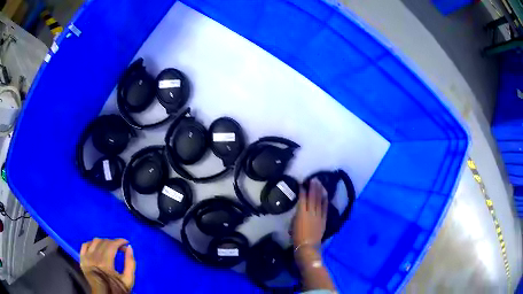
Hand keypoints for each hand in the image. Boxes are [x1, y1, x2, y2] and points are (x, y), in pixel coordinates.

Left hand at [80, 238, 135, 292]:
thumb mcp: (128, 280)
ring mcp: (86, 258)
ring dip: (104, 241)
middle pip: (104, 242)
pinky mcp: (82, 259)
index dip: (119, 241)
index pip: (112, 245)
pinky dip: (91, 243)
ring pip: (95, 241)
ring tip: (110, 247)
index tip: (126, 242)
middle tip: (120, 247)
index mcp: (105, 263)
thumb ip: (130, 264)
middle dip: (114, 242)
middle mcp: (94, 257)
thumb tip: (130, 248)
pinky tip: (97, 247)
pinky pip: (85, 245)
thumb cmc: (116, 289)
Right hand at [292, 178, 327, 248]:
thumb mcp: (293, 225)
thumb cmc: (296, 237)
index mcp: (301, 213)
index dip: (302, 190)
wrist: (308, 247)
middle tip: (314, 179)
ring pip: (319, 201)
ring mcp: (318, 216)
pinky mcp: (324, 220)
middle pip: (312, 197)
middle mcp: (311, 212)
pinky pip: (325, 208)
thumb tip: (300, 210)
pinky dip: (325, 201)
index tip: (302, 183)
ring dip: (320, 191)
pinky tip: (326, 195)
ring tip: (320, 183)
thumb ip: (297, 216)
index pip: (302, 198)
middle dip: (313, 187)